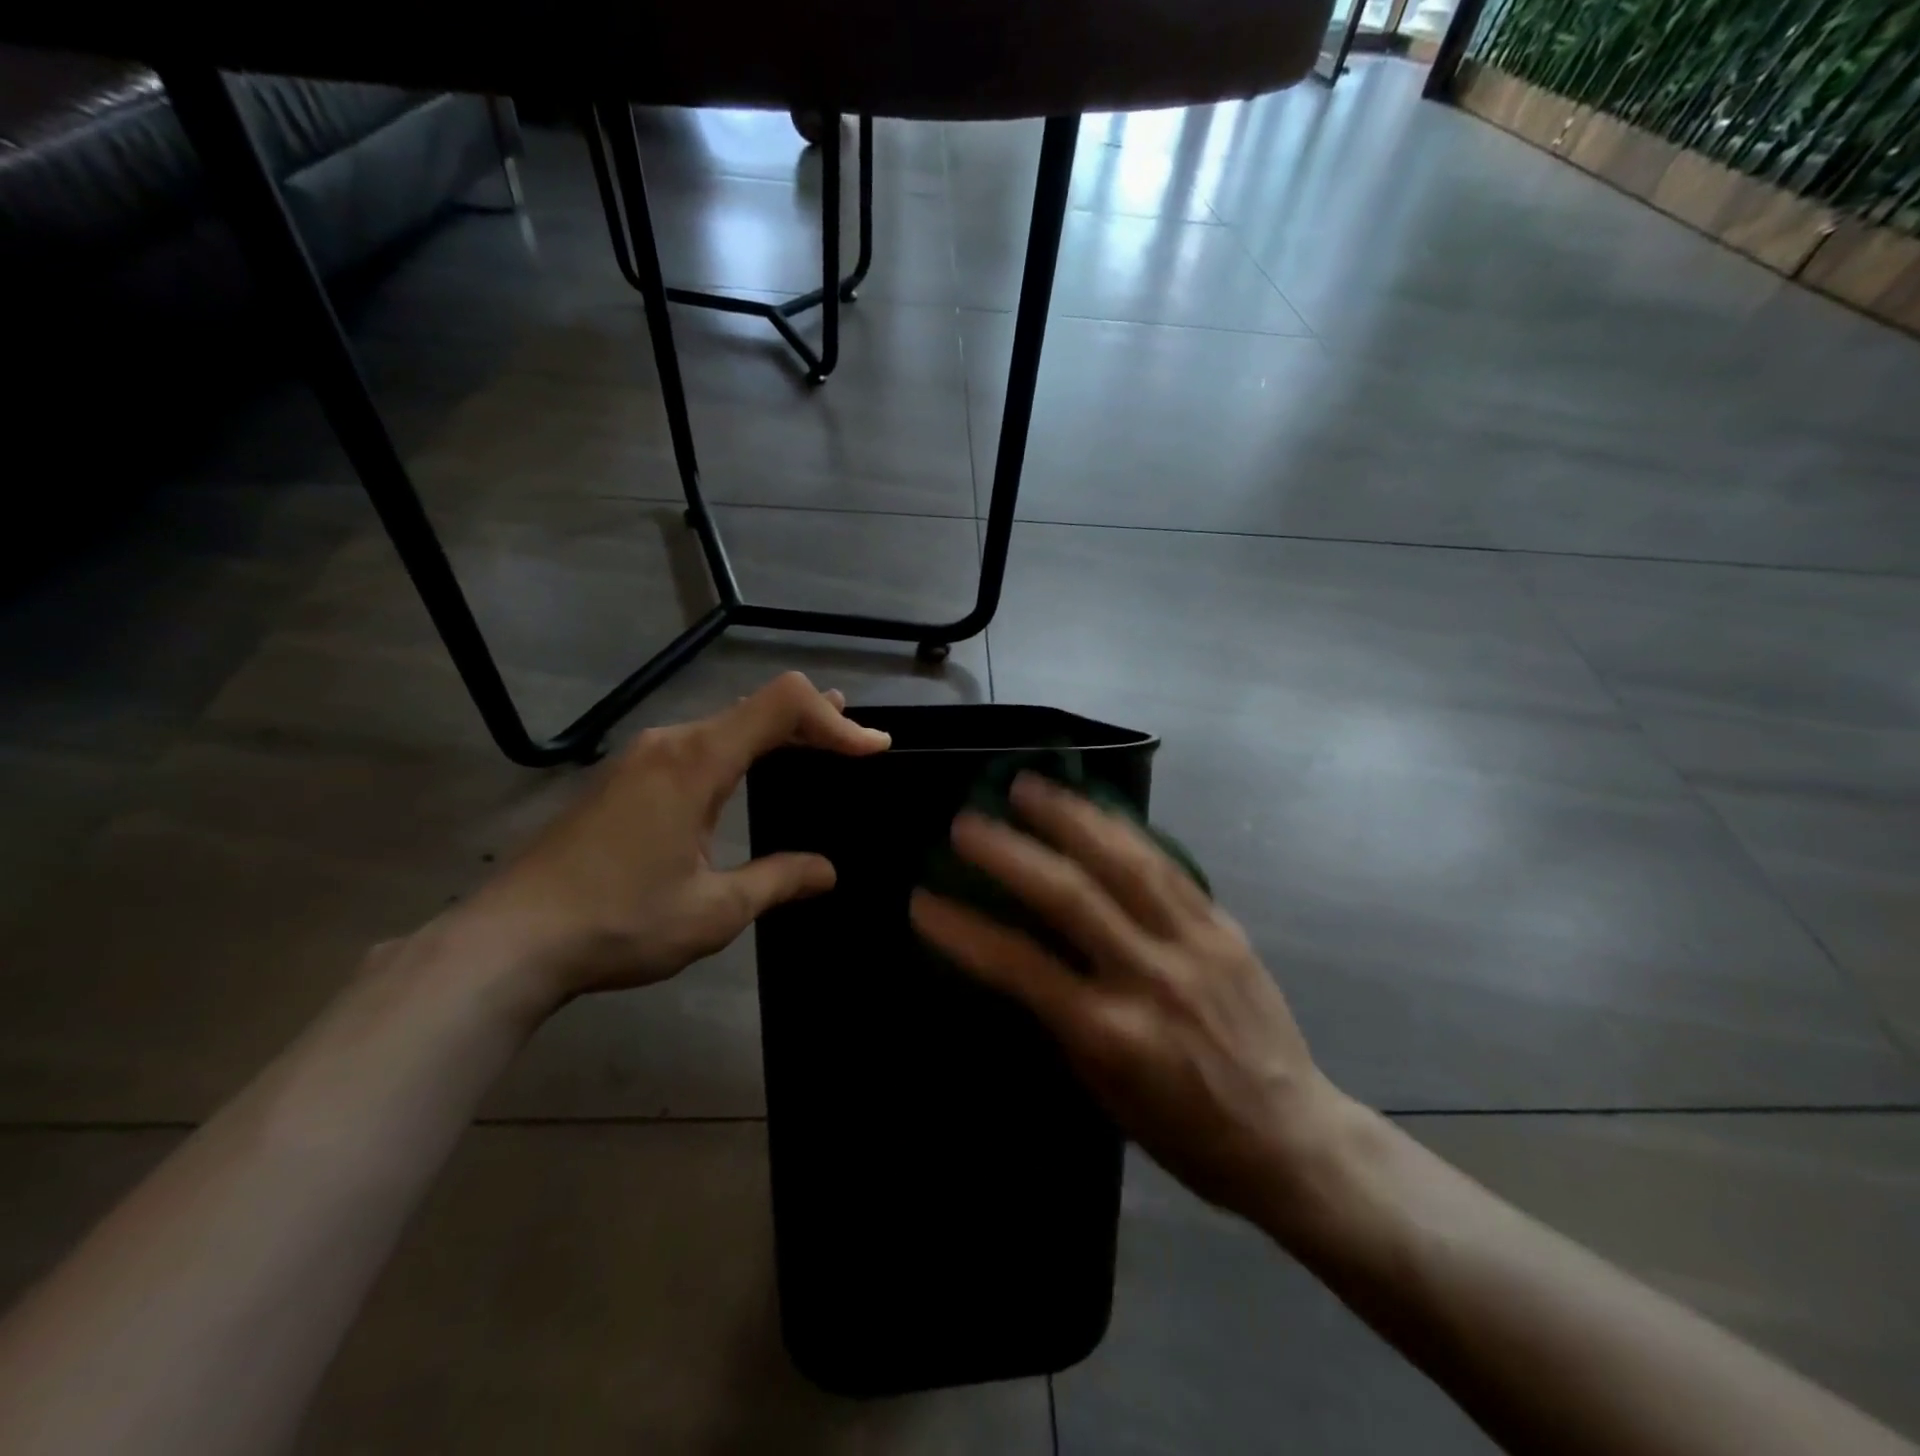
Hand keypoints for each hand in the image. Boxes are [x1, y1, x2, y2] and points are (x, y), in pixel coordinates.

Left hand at [456, 672, 888, 1004]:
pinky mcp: (624, 778)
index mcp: (697, 761)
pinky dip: (741, 749)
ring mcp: (642, 757)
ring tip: (816, 744)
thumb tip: (828, 871)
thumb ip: (778, 881)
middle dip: (813, 720)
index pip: (782, 705)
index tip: (873, 748)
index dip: (835, 719)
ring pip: (725, 724)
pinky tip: (747, 773)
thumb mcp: (714, 910)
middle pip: (756, 707)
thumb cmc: (618, 922)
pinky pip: (699, 745)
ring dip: (775, 733)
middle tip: (857, 739)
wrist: (508, 941)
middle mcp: (671, 743)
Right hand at [911, 773, 1343, 1227]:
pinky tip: (1096, 806)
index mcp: (1111, 1034)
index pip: (1021, 967)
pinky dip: (1124, 829)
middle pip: (1070, 896)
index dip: (965, 930)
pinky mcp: (1224, 925)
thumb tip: (1017, 962)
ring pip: (1123, 862)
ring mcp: (1193, 944)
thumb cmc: (1185, 1132)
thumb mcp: (1104, 1092)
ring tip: (1028, 784)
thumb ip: (1061, 1020)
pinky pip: (1167, 865)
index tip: (923, 900)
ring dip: (1069, 816)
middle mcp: (1150, 977)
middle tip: (966, 822)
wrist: (1291, 1138)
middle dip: (1010, 852)